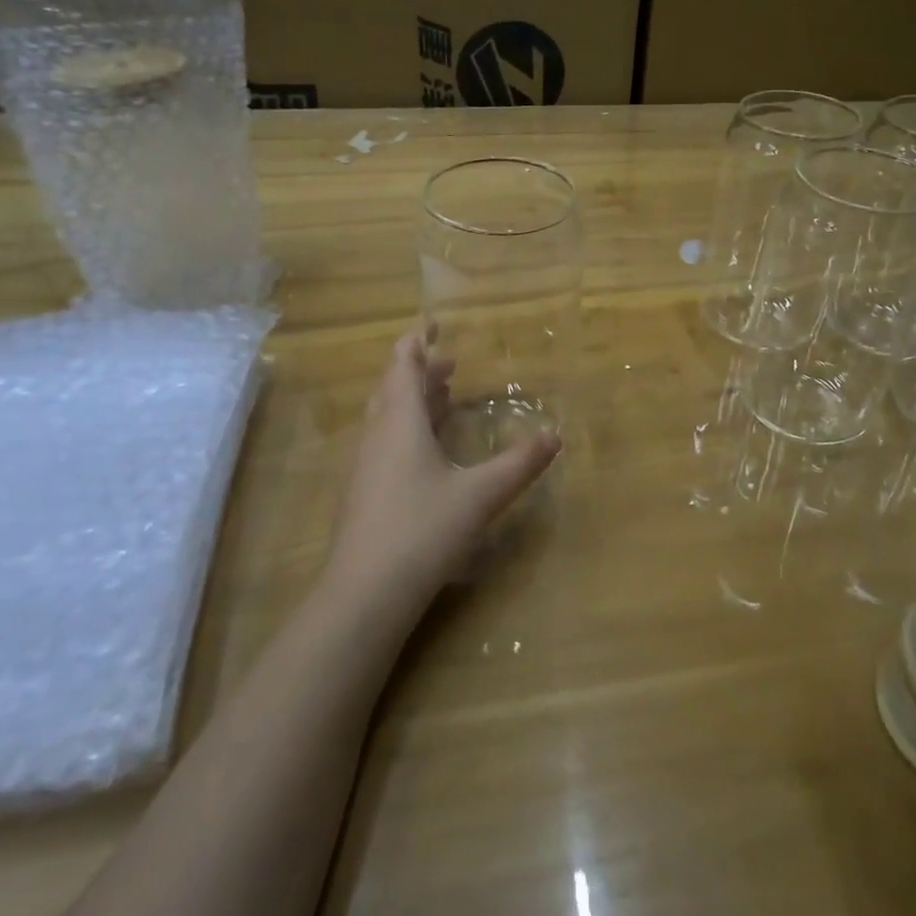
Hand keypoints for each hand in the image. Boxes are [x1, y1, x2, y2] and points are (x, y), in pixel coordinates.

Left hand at [319, 332, 559, 627]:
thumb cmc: (423, 530)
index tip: (433, 323)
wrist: (365, 593)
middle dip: (420, 371)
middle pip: (393, 387)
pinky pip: (383, 441)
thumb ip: (520, 464)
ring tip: (441, 397)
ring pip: (385, 416)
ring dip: (411, 400)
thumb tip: (554, 436)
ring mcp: (363, 464)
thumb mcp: (481, 495)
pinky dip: (405, 428)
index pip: (404, 364)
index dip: (417, 341)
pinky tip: (424, 451)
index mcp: (400, 422)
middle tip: (450, 364)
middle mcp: (376, 435)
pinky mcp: (361, 491)